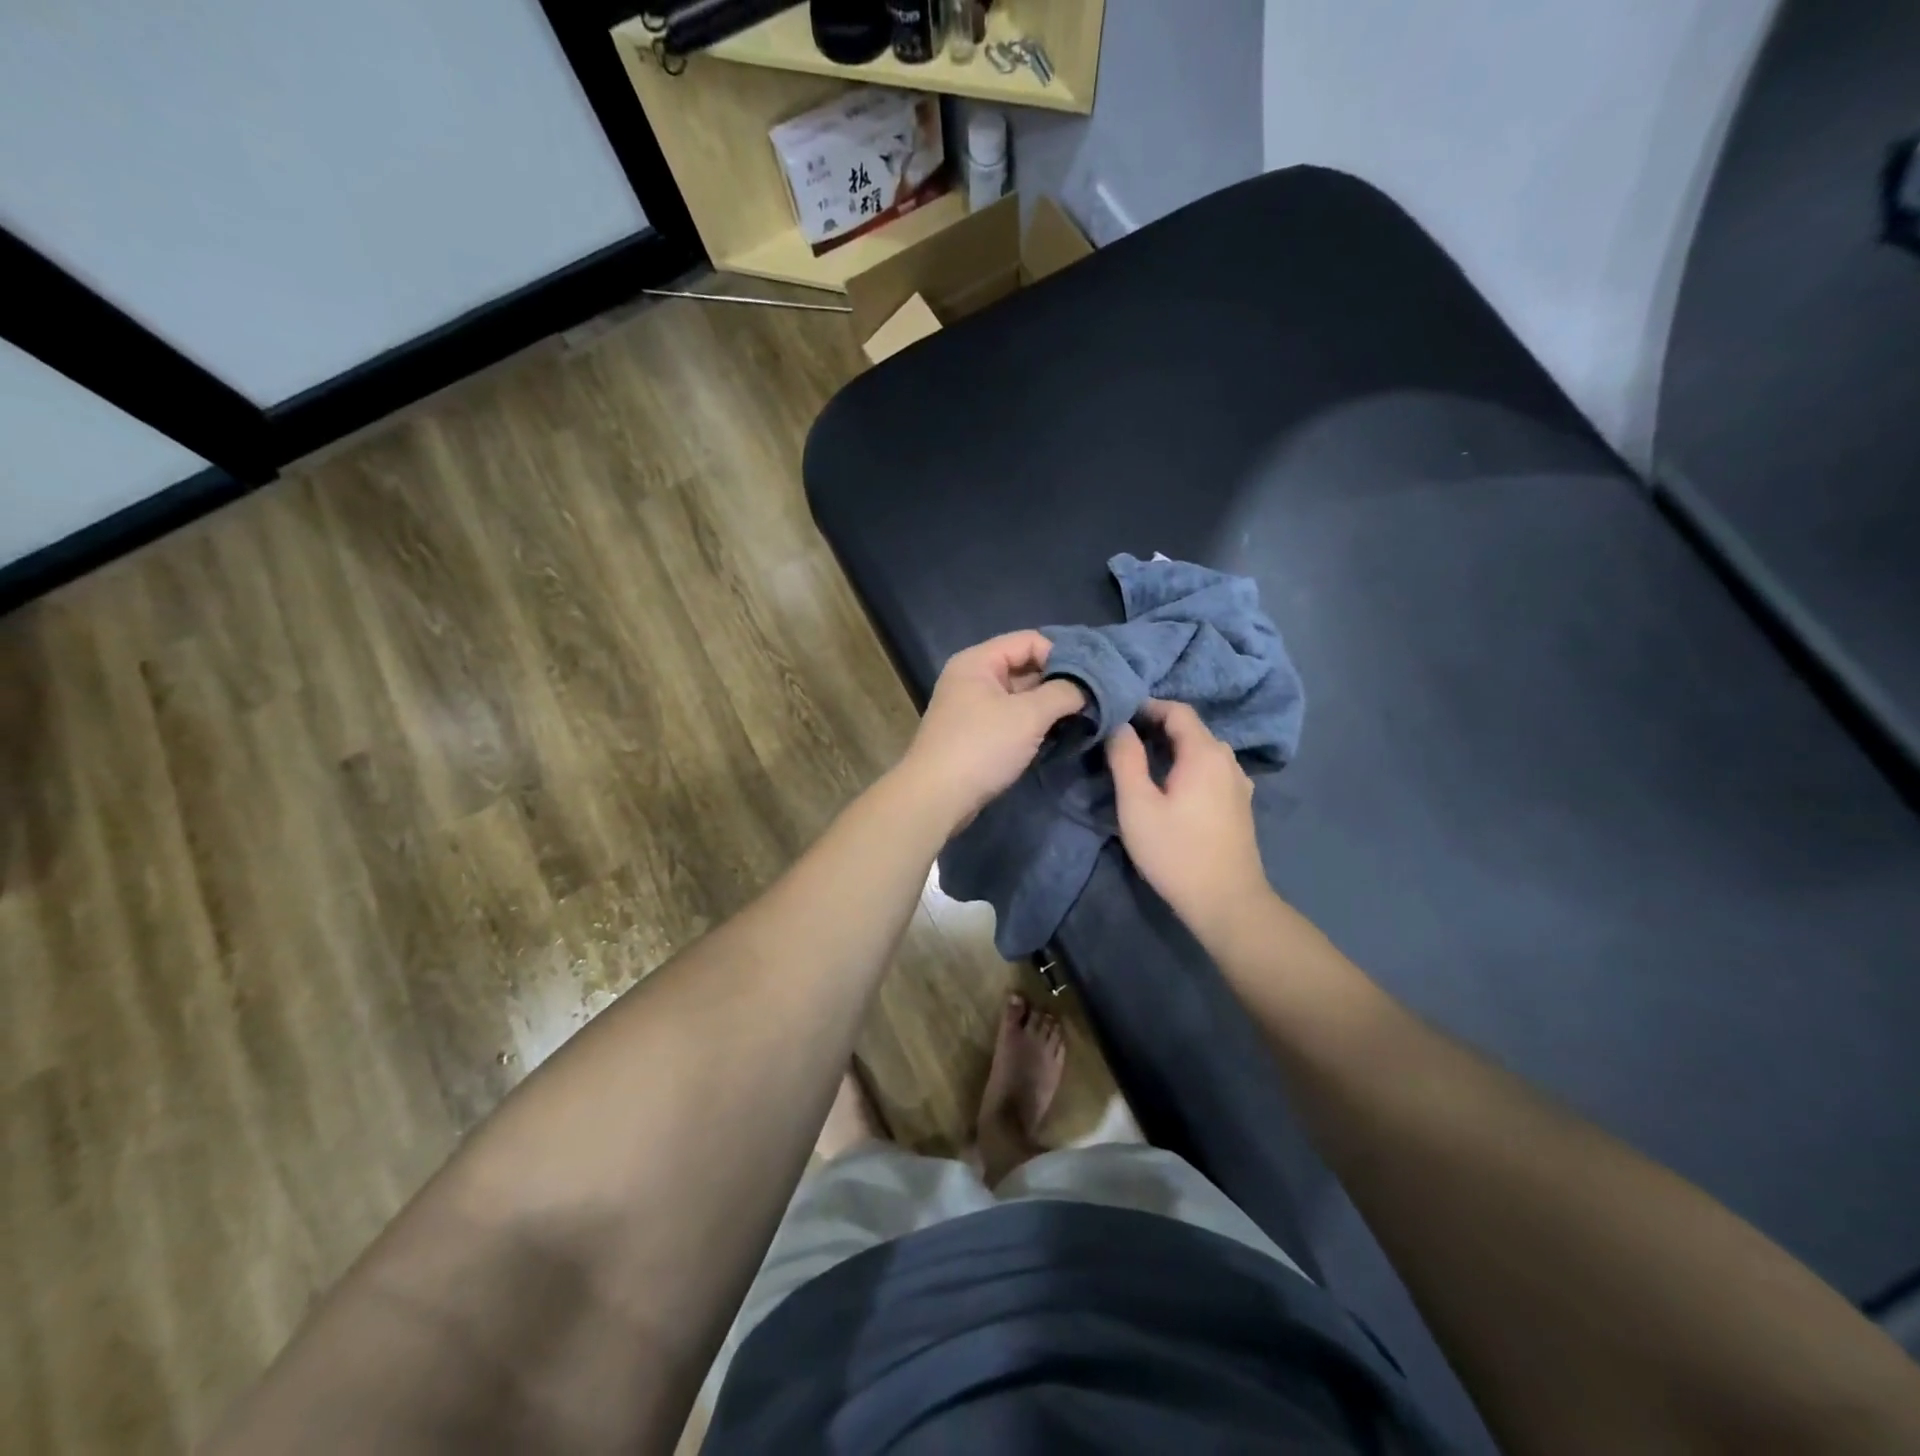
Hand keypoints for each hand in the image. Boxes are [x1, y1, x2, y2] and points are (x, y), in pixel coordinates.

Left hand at [900, 632, 1085, 832]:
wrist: (936, 797)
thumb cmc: (981, 747)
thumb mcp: (1028, 715)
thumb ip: (1063, 693)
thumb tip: (1088, 687)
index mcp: (979, 661)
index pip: (1030, 640)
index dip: (1064, 654)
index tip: (1093, 678)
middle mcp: (974, 677)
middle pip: (1026, 666)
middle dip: (1061, 681)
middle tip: (1096, 698)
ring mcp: (974, 707)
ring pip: (1022, 695)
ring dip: (1051, 705)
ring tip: (1086, 716)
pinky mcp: (978, 734)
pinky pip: (1013, 718)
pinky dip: (1036, 723)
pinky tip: (1061, 734)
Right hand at [1107, 700, 1270, 937]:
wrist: (1226, 901)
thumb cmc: (1175, 851)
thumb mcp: (1137, 804)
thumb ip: (1126, 759)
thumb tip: (1120, 726)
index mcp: (1204, 752)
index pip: (1177, 710)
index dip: (1147, 706)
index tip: (1118, 715)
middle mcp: (1227, 759)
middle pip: (1192, 729)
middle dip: (1157, 727)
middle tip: (1123, 739)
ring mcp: (1238, 783)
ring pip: (1203, 750)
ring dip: (1174, 748)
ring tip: (1143, 761)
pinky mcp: (1239, 804)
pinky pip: (1212, 770)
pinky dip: (1189, 766)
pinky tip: (1173, 786)